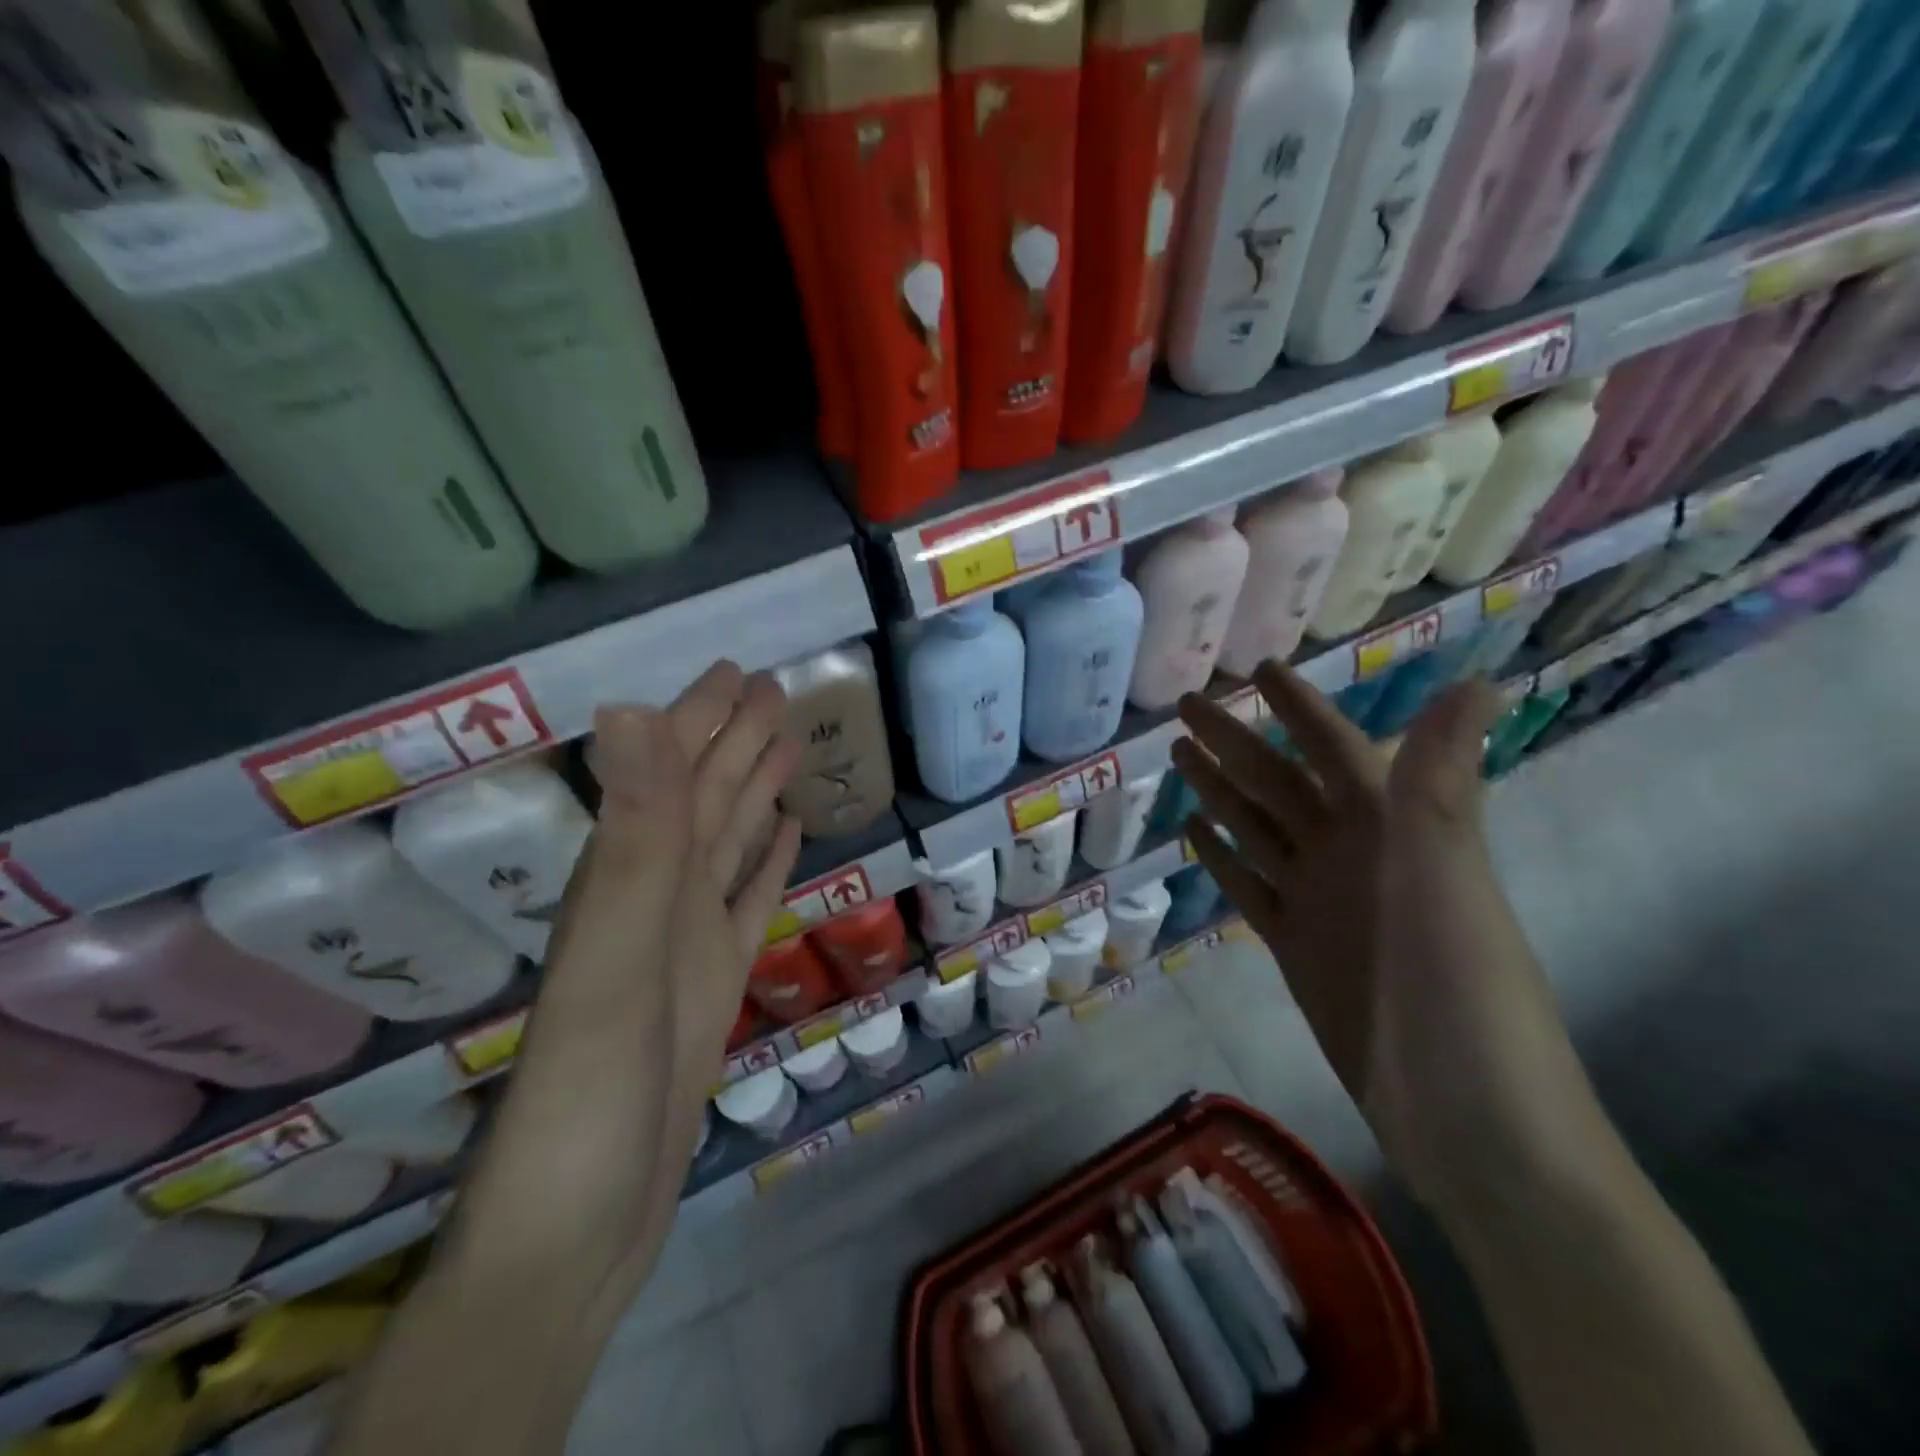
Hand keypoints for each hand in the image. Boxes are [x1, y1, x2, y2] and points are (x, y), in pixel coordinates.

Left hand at [590, 662, 803, 1068]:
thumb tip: (625, 708)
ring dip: (754, 794)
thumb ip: (634, 836)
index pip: (673, 775)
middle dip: (736, 741)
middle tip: (777, 692)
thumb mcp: (613, 957)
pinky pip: (745, 904)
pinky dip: (765, 866)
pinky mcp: (712, 986)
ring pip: (726, 844)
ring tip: (788, 749)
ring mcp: (684, 944)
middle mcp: (653, 898)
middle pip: (704, 800)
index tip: (739, 672)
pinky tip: (785, 837)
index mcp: (629, 880)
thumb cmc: (591, 1093)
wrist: (577, 1231)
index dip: (701, 719)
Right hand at [1173, 663, 1607, 1215]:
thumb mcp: (1447, 884)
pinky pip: (1251, 888)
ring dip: (1220, 791)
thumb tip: (1477, 681)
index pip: (1336, 750)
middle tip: (1184, 706)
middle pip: (1280, 784)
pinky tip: (1193, 833)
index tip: (1260, 667)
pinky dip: (1223, 859)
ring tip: (1177, 756)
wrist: (1470, 1123)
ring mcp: (1322, 902)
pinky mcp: (1297, 947)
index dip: (1300, 707)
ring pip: (1259, 830)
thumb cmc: (1463, 994)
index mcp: (1393, 831)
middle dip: (1235, 741)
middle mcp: (1353, 856)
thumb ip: (1440, 787)